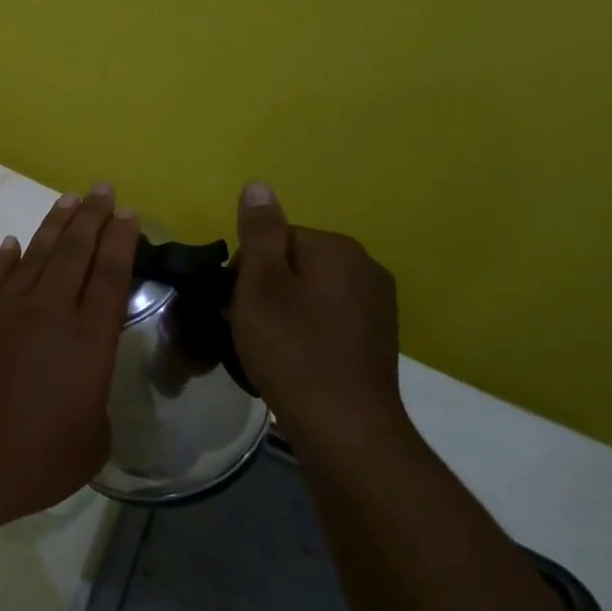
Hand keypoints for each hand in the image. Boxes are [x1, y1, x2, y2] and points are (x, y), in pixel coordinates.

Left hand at [0, 184, 138, 525]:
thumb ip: (95, 400)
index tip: (128, 215)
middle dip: (93, 217)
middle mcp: (49, 312)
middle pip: (75, 252)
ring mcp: (5, 309)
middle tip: (103, 190)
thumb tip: (83, 384)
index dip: (121, 242)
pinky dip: (6, 256)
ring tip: (69, 200)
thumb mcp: (91, 441)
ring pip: (35, 254)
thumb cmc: (35, 460)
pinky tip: (13, 243)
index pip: (110, 275)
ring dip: (55, 225)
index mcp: (88, 340)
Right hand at [228, 182, 408, 448]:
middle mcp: (366, 267)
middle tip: (244, 327)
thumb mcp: (261, 285)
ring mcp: (377, 305)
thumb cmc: (291, 348)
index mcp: (337, 248)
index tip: (234, 303)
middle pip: (293, 263)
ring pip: (309, 292)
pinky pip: (327, 318)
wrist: (344, 425)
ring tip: (266, 347)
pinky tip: (293, 358)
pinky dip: (305, 331)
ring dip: (283, 311)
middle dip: (264, 289)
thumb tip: (258, 185)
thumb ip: (259, 232)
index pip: (274, 238)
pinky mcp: (376, 337)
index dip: (245, 269)